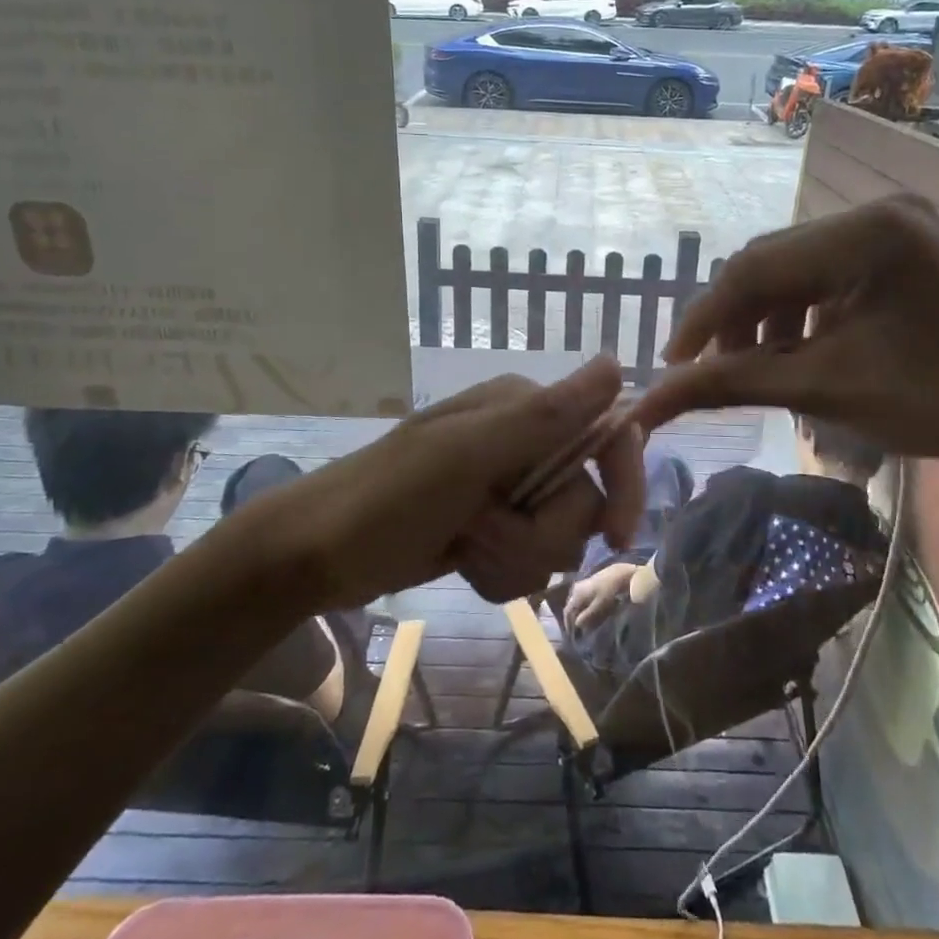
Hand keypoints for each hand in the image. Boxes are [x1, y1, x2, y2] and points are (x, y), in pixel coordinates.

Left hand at [253, 354, 646, 609]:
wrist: (316, 554)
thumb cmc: (387, 498)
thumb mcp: (466, 456)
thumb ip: (545, 416)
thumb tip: (615, 365)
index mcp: (523, 410)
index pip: (605, 437)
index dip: (622, 485)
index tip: (619, 540)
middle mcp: (523, 443)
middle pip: (581, 502)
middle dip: (536, 535)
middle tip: (480, 533)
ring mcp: (507, 488)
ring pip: (558, 539)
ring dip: (515, 558)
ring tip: (465, 549)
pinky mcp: (494, 527)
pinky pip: (530, 560)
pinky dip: (502, 573)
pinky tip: (465, 565)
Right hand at [563, 562, 640, 632]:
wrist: (619, 574)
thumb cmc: (609, 591)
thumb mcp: (599, 605)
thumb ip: (587, 615)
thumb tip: (576, 624)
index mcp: (576, 594)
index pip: (567, 611)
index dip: (568, 623)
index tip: (571, 634)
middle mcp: (576, 588)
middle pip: (571, 606)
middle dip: (573, 618)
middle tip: (577, 630)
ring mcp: (583, 584)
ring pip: (577, 602)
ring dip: (579, 612)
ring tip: (584, 622)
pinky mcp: (590, 583)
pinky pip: (582, 597)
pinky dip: (584, 606)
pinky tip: (590, 611)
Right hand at [629, 195, 938, 485]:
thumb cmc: (936, 404)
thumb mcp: (825, 389)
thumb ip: (731, 384)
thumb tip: (647, 403)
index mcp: (868, 232)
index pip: (756, 265)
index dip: (704, 316)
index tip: (672, 366)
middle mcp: (878, 210)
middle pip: (772, 263)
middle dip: (737, 320)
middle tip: (718, 373)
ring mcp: (891, 224)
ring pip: (793, 269)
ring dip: (765, 319)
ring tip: (763, 371)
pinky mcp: (897, 245)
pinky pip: (823, 273)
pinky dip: (799, 314)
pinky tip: (799, 352)